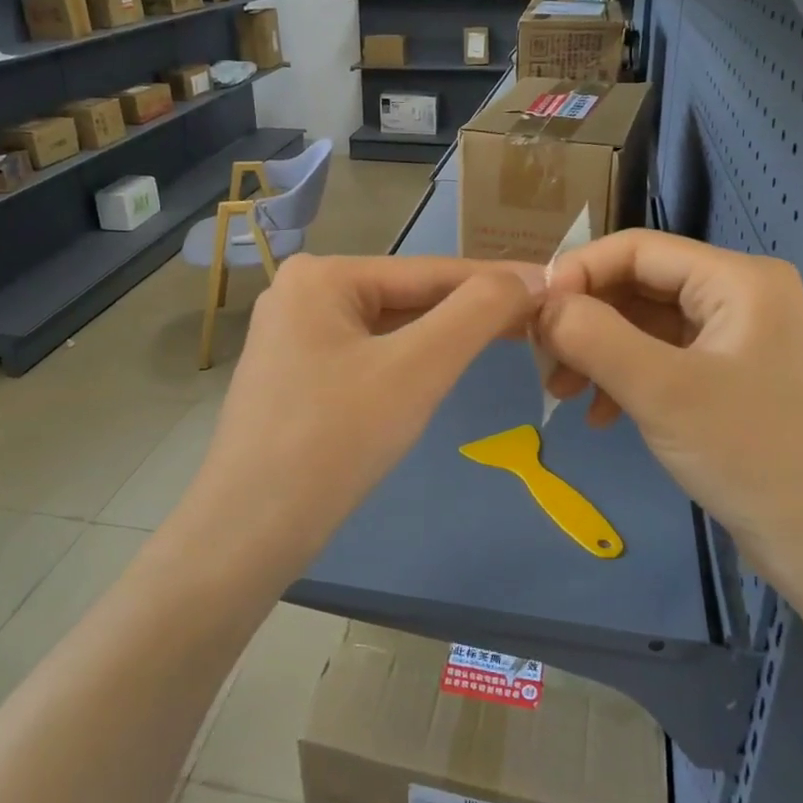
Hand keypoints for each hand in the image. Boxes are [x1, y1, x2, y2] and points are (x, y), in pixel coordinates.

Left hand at [195, 255, 541, 570]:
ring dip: (443, 337)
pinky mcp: (295, 377)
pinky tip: (441, 370)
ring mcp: (293, 337)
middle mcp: (301, 293)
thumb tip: (530, 278)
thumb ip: (476, 314)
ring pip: (388, 328)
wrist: (249, 532)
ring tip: (505, 339)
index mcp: (321, 275)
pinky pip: (367, 356)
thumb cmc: (334, 439)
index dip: (496, 281)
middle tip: (538, 321)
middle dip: (469, 312)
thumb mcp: (416, 369)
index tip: (553, 286)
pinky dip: (408, 362)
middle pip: (407, 297)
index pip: (428, 270)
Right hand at [536, 230, 802, 578]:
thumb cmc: (750, 455)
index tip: (531, 316)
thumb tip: (539, 306)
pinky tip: (599, 417)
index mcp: (737, 279)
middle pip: (638, 285)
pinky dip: (624, 380)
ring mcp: (736, 339)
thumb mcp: (662, 391)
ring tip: (561, 395)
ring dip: (597, 354)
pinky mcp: (729, 378)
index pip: (636, 249)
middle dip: (585, 320)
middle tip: (542, 363)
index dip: (577, 273)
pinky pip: (661, 360)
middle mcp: (739, 296)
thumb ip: (593, 337)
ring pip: (644, 325)